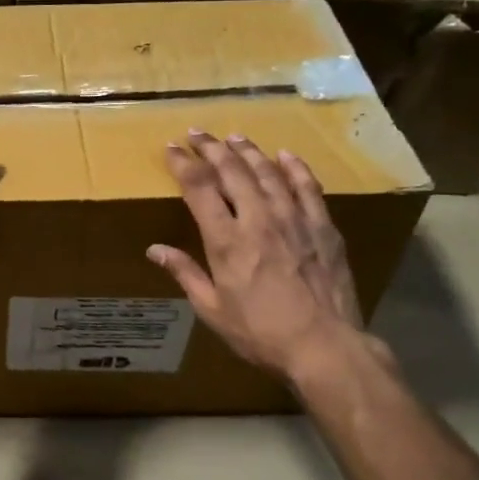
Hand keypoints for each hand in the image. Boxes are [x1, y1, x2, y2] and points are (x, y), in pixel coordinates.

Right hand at [147, 130, 367, 389]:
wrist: (323, 346)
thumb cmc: (260, 333)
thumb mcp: (212, 310)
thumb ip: (185, 274)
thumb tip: (155, 250)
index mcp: (226, 241)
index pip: (199, 189)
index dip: (183, 164)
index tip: (171, 148)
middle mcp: (258, 220)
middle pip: (232, 171)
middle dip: (211, 148)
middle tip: (197, 133)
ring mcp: (294, 220)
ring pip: (268, 172)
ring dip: (248, 151)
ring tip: (233, 137)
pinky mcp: (323, 228)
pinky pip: (307, 187)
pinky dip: (294, 168)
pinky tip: (285, 155)